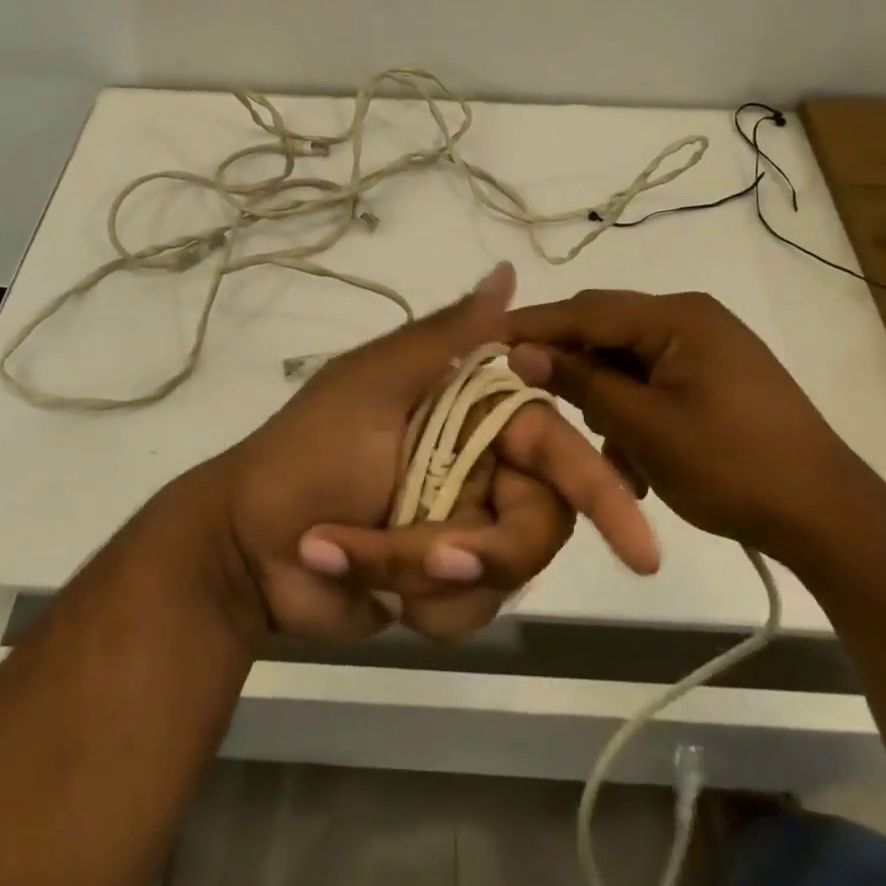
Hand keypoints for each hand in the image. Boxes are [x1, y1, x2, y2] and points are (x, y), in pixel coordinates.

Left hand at [216, 265, 659, 642]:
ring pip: (504, 576)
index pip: (555, 448)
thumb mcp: (375, 383)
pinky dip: (416, 604)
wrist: (244, 547)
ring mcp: (462, 530)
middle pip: (540, 525)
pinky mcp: (442, 587)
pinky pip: (469, 614)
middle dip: (485, 549)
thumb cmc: (308, 450)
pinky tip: (362, 584)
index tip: (642, 548)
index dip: (601, 492)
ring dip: (427, 575)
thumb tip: (510, 271)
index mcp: (471, 415)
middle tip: (434, 558)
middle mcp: (480, 469)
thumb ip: (447, 336)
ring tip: (358, 554)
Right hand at [506, 289, 874, 555]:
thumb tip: (519, 352)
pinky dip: (632, 408)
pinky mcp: (715, 375)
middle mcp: (691, 317)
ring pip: (627, 358)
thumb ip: (580, 382)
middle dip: (567, 362)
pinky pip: (654, 378)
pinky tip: (629, 456)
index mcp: (677, 316)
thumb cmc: (732, 467)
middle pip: (606, 328)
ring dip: (602, 394)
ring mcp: (707, 346)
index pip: (586, 311)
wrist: (829, 517)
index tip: (484, 340)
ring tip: (590, 440)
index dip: (533, 326)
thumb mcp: (644, 427)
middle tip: (525, 390)